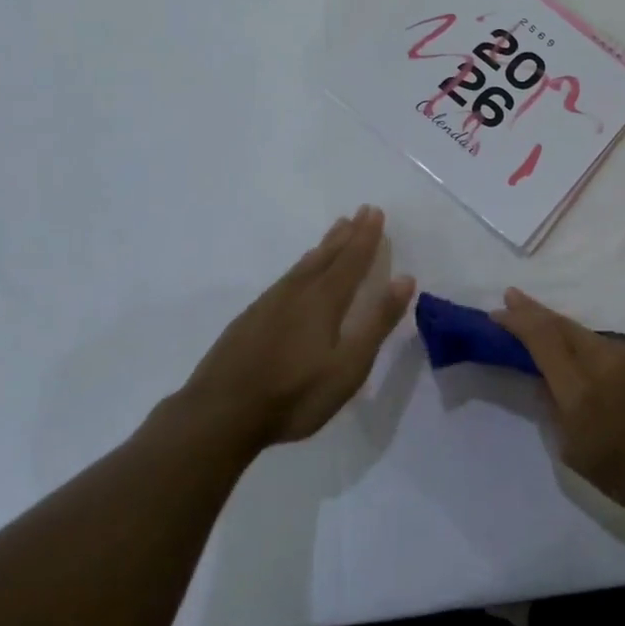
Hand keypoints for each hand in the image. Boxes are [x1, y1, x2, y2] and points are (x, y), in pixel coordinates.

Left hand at [178, 207, 414, 452]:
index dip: (366, 237)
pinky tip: (299, 272)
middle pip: (327, 255)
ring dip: (325, 245)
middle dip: (348, 234)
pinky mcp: (251, 318)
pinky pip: (287, 277)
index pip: (352, 260)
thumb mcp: (348, 366)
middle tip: (361, 211)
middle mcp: (298, 292)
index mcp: (324, 300)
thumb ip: (377, 322)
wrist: (219, 414)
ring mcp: (270, 303)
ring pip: (304, 264)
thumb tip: (404, 278)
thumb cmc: (294, 394)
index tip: (375, 212)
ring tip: (337, 230)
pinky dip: (302, 264)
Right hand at [494, 288, 624, 525]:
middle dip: (533, 311)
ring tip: (546, 334)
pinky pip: (611, 347)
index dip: (518, 321)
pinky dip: (591, 349)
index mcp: (582, 390)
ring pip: (587, 335)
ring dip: (564, 331)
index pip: (542, 340)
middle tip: (512, 298)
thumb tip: (544, 380)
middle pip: (562, 325)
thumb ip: (555, 409)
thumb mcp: (576, 454)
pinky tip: (590, 365)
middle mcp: (606, 360)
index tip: (498, 312)